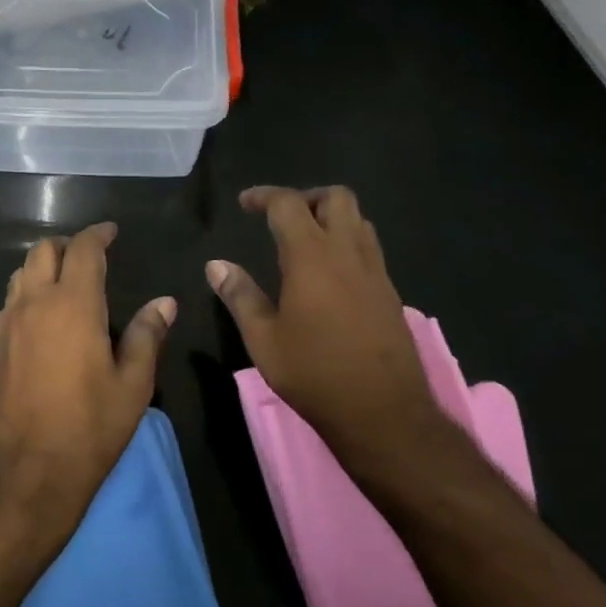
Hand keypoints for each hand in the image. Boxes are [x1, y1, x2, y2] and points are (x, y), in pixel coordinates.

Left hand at [0, 223, 175, 544]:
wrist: (27, 473)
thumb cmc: (90, 428)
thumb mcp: (133, 385)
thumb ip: (147, 335)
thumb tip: (164, 302)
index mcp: (72, 305)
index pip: (83, 250)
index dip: (98, 235)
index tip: (111, 232)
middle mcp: (33, 304)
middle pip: (42, 252)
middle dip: (67, 245)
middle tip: (90, 256)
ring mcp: (7, 325)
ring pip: (20, 275)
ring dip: (42, 266)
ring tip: (66, 281)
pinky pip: (9, 303)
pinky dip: (27, 293)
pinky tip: (43, 317)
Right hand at [206, 186, 439, 482]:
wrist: (382, 411)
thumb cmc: (313, 373)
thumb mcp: (263, 338)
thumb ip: (240, 295)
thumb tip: (215, 264)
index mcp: (312, 257)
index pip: (288, 204)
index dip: (264, 196)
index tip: (245, 203)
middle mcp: (348, 253)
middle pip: (336, 197)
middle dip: (306, 197)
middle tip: (280, 218)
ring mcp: (375, 271)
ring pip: (359, 220)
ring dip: (331, 218)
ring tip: (305, 241)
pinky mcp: (390, 293)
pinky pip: (369, 248)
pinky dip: (347, 243)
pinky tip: (329, 275)